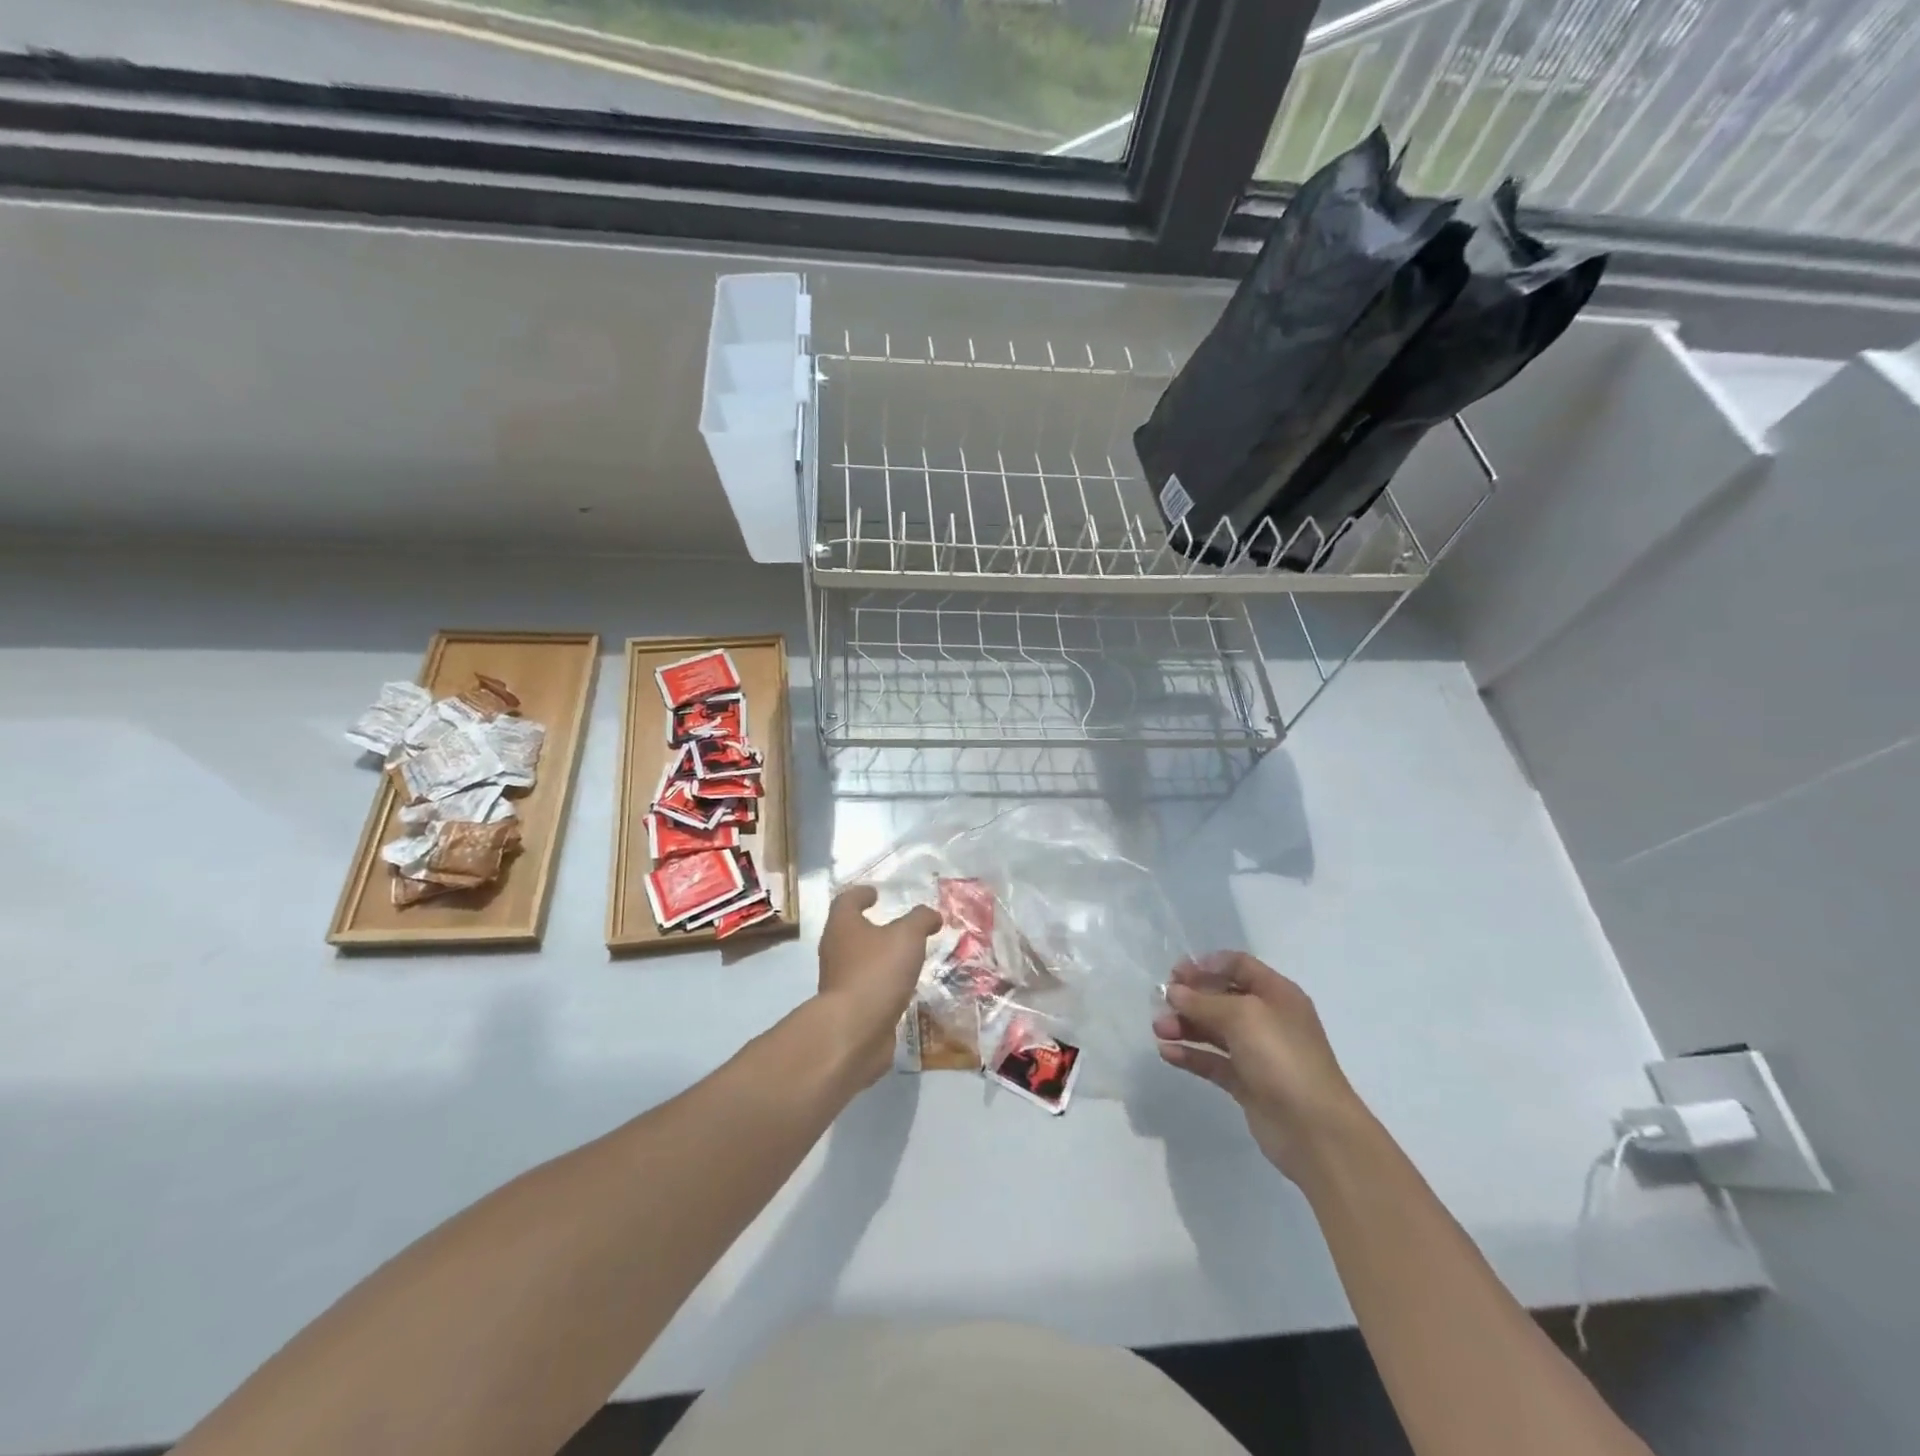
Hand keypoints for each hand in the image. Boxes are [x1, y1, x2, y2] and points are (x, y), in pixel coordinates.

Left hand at [815, 885, 942, 1086]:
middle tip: (898, 926)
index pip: (847, 900)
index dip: (861, 894)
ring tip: (906, 957)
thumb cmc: (877, 971)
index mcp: (843, 926)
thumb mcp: (907, 936)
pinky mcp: (848, 1008)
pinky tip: (902, 987)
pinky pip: (867, 987)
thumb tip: (931, 915)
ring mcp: (839, 981)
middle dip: (872, 926)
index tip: (876, 893)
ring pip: (859, 961)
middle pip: (850, 931)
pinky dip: (882, 983)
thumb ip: (920, 920)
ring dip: (879, 957)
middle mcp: (835, 950)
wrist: (854, 1031)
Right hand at [1153, 952, 1369, 1183]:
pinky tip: (1166, 1053)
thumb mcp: (1242, 1016)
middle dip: (1190, 997)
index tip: (1176, 972)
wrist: (1315, 1129)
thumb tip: (1174, 991)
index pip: (1238, 966)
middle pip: (1222, 997)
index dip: (1206, 965)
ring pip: (1214, 1031)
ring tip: (1159, 1029)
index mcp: (1276, 994)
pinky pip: (1213, 1061)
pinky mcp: (1247, 1083)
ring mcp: (1257, 1053)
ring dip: (1185, 1026)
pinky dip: (1190, 1055)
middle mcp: (1267, 1019)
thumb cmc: (1281, 1057)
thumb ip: (1204, 1001)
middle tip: (1161, 1001)